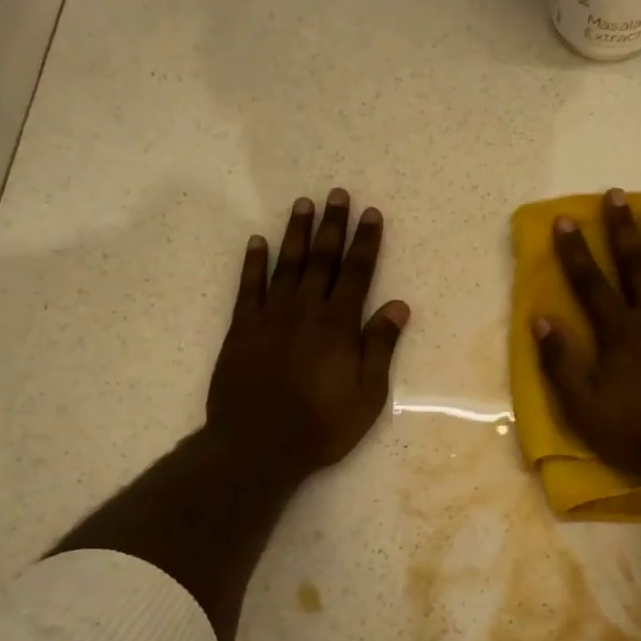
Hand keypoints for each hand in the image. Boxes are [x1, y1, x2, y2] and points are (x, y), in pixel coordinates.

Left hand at [207, 189, 409, 481]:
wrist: (257, 445)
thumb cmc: (321, 425)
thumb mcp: (367, 394)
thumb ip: (380, 346)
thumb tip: (398, 305)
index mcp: (338, 325)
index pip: (357, 273)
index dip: (365, 242)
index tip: (371, 214)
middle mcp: (305, 311)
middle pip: (321, 259)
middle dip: (332, 226)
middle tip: (336, 194)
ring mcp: (270, 317)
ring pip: (286, 265)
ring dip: (295, 233)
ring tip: (302, 204)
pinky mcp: (242, 330)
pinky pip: (248, 287)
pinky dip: (253, 263)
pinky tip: (258, 242)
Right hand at [533, 189, 640, 483]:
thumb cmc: (637, 432)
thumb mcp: (582, 406)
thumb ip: (560, 363)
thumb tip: (541, 321)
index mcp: (618, 332)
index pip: (590, 283)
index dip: (575, 251)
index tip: (566, 220)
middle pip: (634, 265)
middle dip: (622, 229)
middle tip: (616, 194)